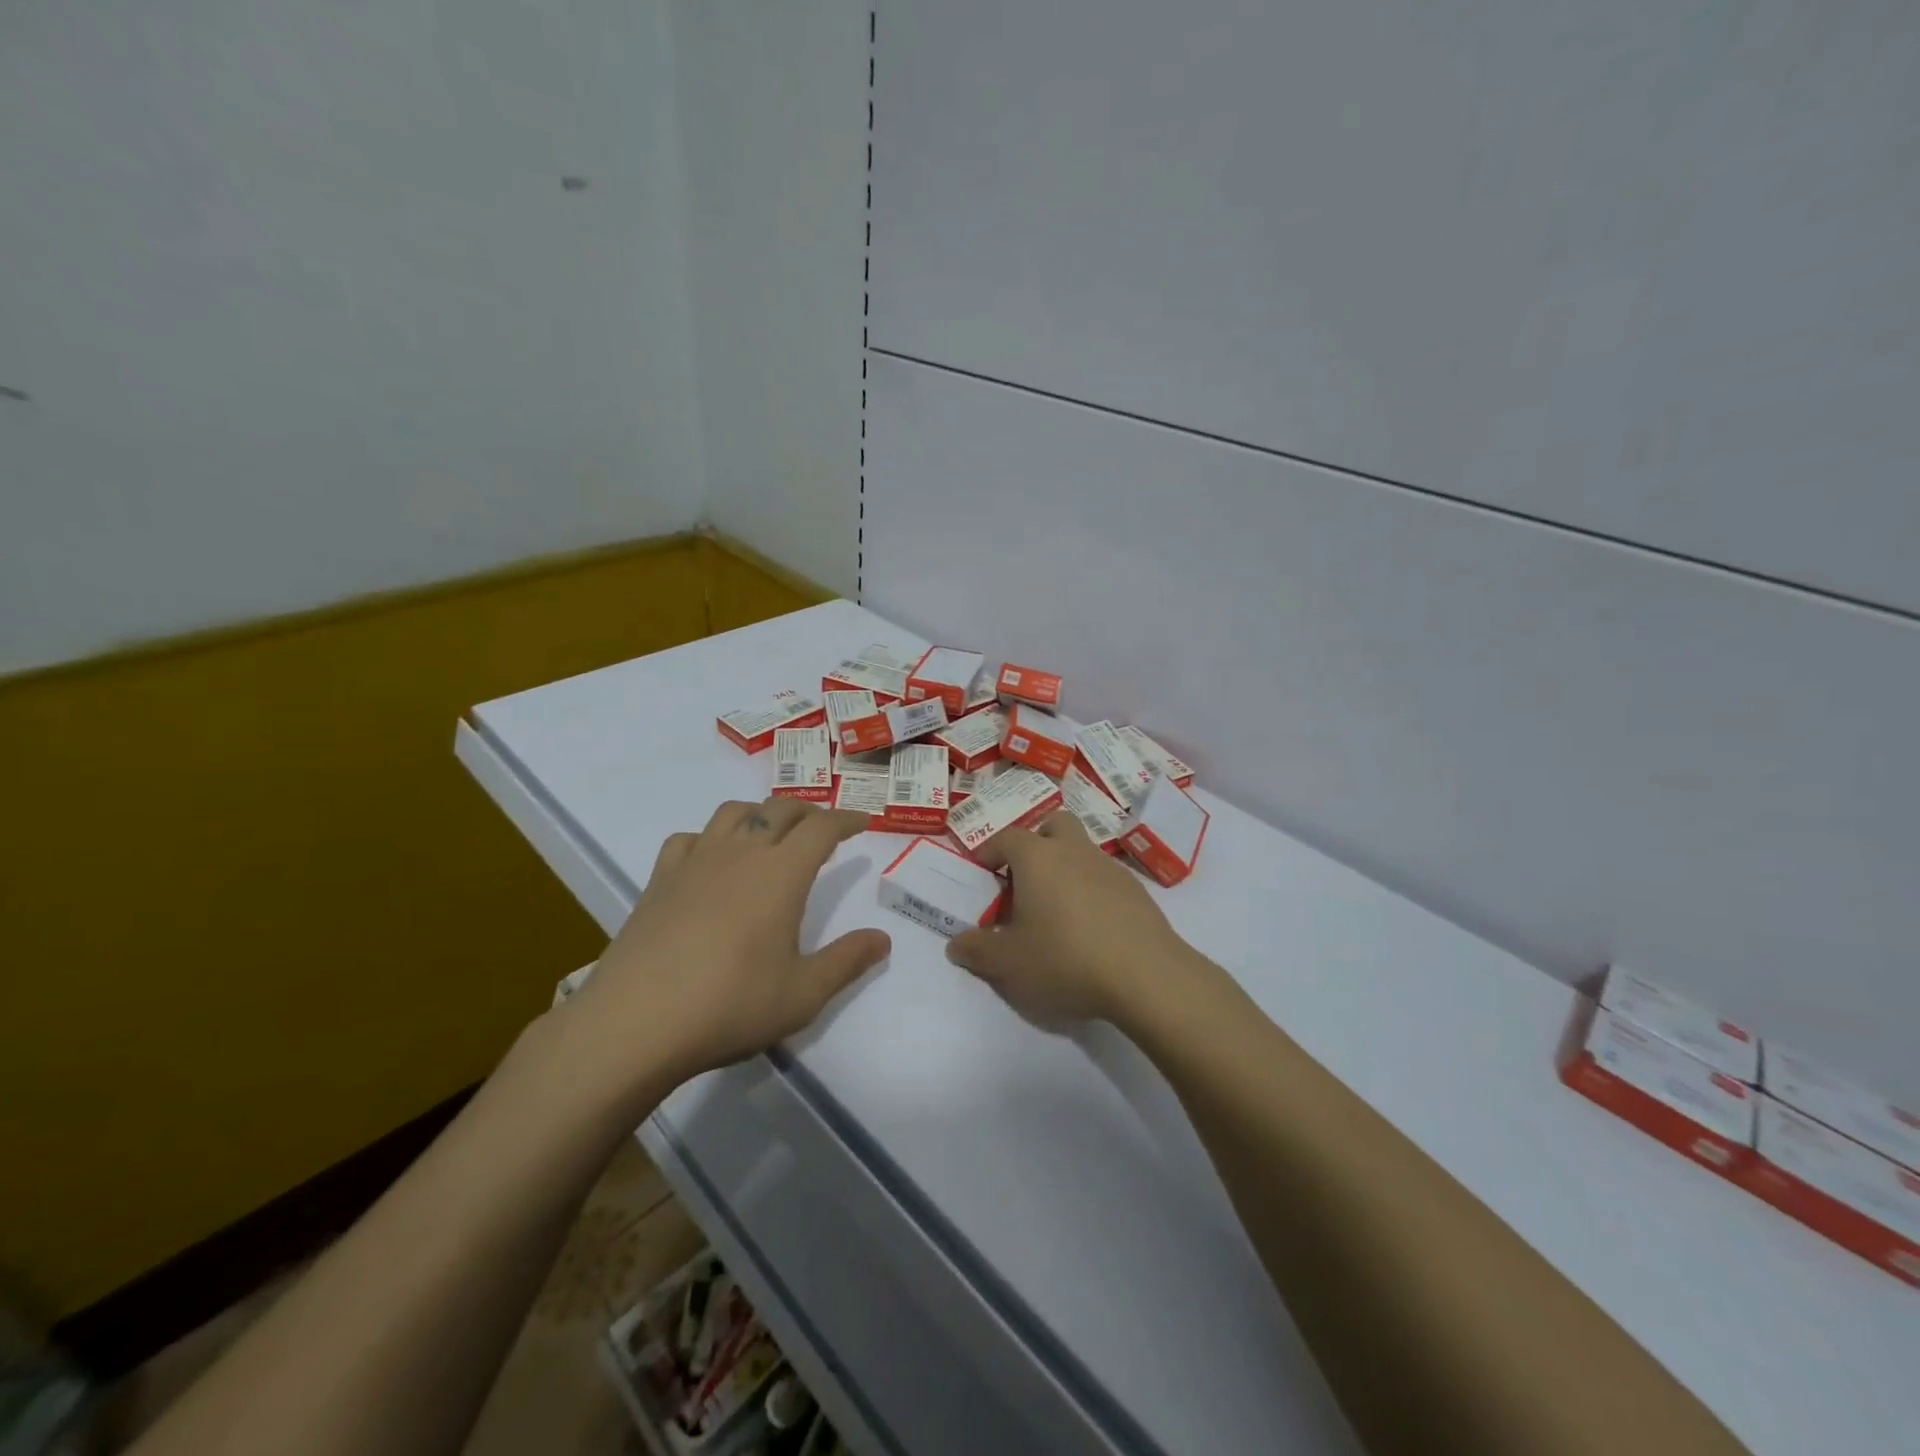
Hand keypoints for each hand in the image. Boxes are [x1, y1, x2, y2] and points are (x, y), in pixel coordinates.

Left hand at [567, 797, 890, 1090]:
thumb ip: (847, 961)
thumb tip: (883, 939)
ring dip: (761, 814)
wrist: (636, 1022)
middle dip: (809, 812)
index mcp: (782, 872)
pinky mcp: (660, 880)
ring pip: (733, 813)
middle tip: (824, 829)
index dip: (847, 820)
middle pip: (780, 810)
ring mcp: (696, 862)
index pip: (822, 827)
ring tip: (771, 834)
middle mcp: (741, 853)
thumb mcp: (803, 993)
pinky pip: (689, 838)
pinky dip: (709, 837)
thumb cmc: (730, 1005)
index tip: (864, 822)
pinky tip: (711, 860)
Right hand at [946, 812, 1198, 1027]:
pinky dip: (1092, 892)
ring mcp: (1110, 868)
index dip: (990, 851)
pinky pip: (1105, 879)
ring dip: (1066, 869)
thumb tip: (956, 944)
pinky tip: (1090, 929)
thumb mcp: (1008, 963)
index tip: (982, 872)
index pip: (1007, 838)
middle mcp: (1074, 850)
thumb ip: (977, 950)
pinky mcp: (1137, 892)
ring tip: (1056, 911)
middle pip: (1054, 825)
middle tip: (1024, 878)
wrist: (1145, 975)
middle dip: (1037, 842)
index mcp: (1037, 857)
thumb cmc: (1064, 958)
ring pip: (1082, 851)